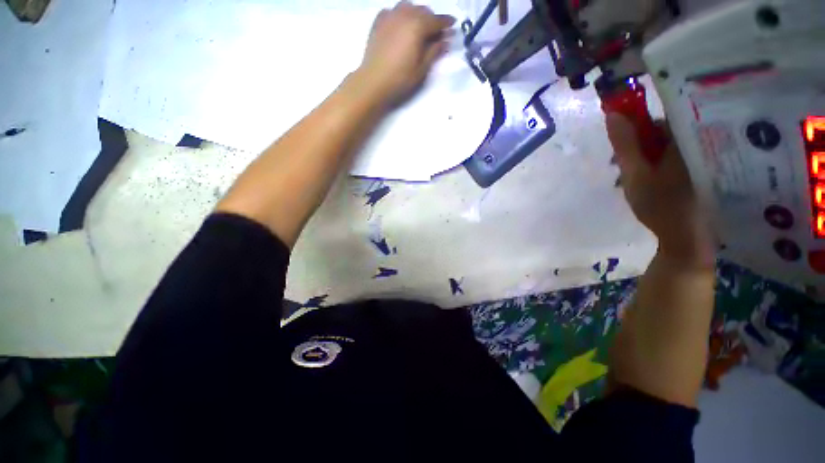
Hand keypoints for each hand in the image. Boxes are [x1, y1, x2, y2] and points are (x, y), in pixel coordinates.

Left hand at [358, 1, 454, 103]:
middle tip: (436, 34)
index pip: (437, 20)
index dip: (446, 23)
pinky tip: (401, 26)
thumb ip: (434, 52)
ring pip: (408, 7)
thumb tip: (445, 40)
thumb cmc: (400, 79)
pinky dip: (401, 16)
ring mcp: (389, 16)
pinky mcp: (378, 22)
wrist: (373, 82)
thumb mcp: (421, 69)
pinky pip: (393, 11)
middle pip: (423, 11)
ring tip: (418, 29)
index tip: (453, 25)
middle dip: (432, 20)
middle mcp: (404, 14)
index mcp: (418, 26)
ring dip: (417, 15)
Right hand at [607, 113, 714, 267]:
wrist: (683, 236)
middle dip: (635, 145)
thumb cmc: (660, 203)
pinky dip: (650, 165)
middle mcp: (692, 144)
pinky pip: (666, 159)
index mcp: (683, 140)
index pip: (657, 118)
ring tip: (626, 177)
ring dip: (640, 157)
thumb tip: (613, 113)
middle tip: (618, 164)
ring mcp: (692, 159)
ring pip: (661, 147)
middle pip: (659, 132)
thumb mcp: (635, 173)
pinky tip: (641, 181)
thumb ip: (625, 144)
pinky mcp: (689, 172)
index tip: (617, 142)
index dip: (634, 126)